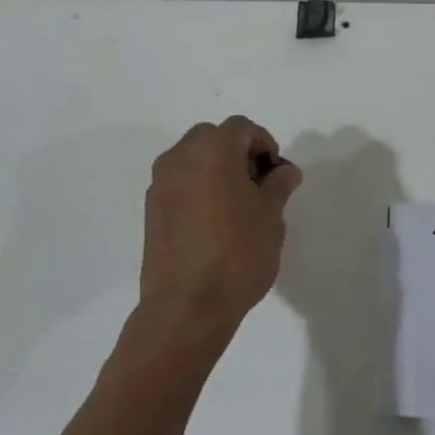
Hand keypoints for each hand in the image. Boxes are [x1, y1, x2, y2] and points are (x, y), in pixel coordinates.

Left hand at [138, 117, 302, 350]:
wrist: (187, 306)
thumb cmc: (237, 253)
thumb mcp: (271, 216)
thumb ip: (278, 184)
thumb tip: (284, 170)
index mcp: (211, 149)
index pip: (241, 128)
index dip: (264, 144)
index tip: (276, 175)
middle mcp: (179, 157)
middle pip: (213, 138)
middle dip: (238, 154)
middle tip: (257, 187)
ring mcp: (160, 184)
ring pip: (193, 160)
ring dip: (216, 171)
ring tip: (237, 207)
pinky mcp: (151, 210)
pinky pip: (180, 184)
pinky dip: (198, 190)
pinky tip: (214, 224)